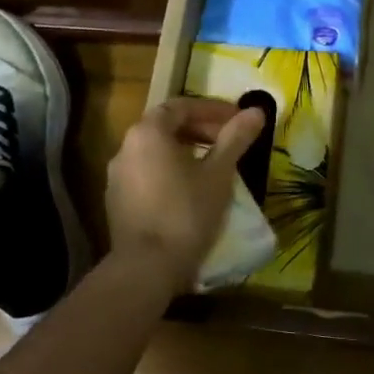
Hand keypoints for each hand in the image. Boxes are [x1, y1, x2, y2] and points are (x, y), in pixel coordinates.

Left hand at [106, 97, 263, 278]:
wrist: (146, 268)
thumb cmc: (186, 213)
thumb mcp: (218, 173)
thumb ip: (235, 138)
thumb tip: (256, 111)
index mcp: (148, 133)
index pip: (181, 106)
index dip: (212, 109)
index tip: (238, 120)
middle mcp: (126, 147)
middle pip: (166, 126)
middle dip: (200, 129)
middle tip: (229, 141)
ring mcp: (117, 176)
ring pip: (156, 151)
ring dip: (186, 150)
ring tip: (214, 166)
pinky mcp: (117, 201)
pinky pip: (147, 173)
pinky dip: (170, 171)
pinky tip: (191, 191)